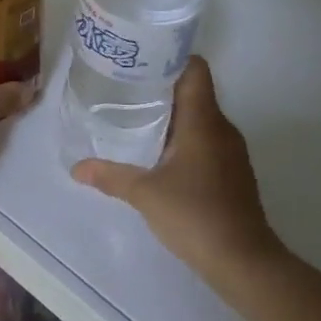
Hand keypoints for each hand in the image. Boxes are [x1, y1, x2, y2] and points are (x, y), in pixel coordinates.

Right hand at [71, 57, 282, 286]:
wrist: (245, 263)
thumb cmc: (195, 216)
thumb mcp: (144, 194)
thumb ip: (110, 176)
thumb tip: (76, 168)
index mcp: (203, 120)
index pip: (195, 69)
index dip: (170, 57)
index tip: (140, 59)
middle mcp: (221, 127)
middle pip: (194, 91)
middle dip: (161, 86)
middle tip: (125, 87)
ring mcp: (231, 151)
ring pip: (199, 117)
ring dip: (172, 114)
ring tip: (135, 117)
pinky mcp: (233, 172)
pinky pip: (205, 140)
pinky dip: (183, 138)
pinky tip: (159, 154)